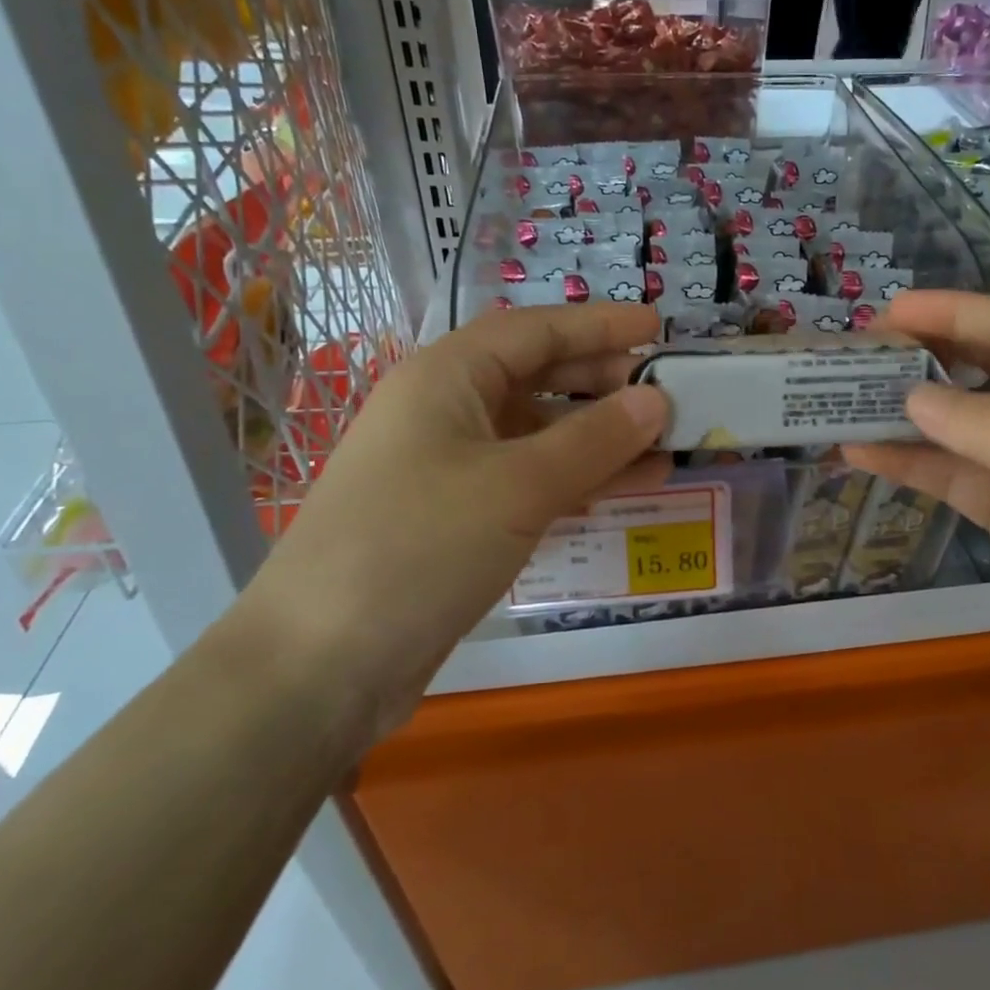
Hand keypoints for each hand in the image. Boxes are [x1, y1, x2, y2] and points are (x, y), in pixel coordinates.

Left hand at [245, 303, 668, 736]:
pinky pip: (532, 478)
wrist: (319, 665)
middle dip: (605, 382)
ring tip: (667, 445)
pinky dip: (579, 478)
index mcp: (449, 376)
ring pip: (540, 432)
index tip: (658, 327)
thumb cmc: (420, 546)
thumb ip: (595, 438)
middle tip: (669, 393)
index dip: (600, 324)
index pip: (537, 329)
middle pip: (540, 376)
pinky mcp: (458, 516)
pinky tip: (629, 487)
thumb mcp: (519, 485)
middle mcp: (448, 409)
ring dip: (602, 436)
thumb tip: (656, 399)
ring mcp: (451, 465)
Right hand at [847, 291, 989, 755]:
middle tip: (861, 353)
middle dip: (928, 356)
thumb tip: (912, 397)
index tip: (889, 312)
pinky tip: (864, 455)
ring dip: (911, 413)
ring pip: (967, 424)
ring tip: (846, 400)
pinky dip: (915, 465)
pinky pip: (959, 477)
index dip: (956, 312)